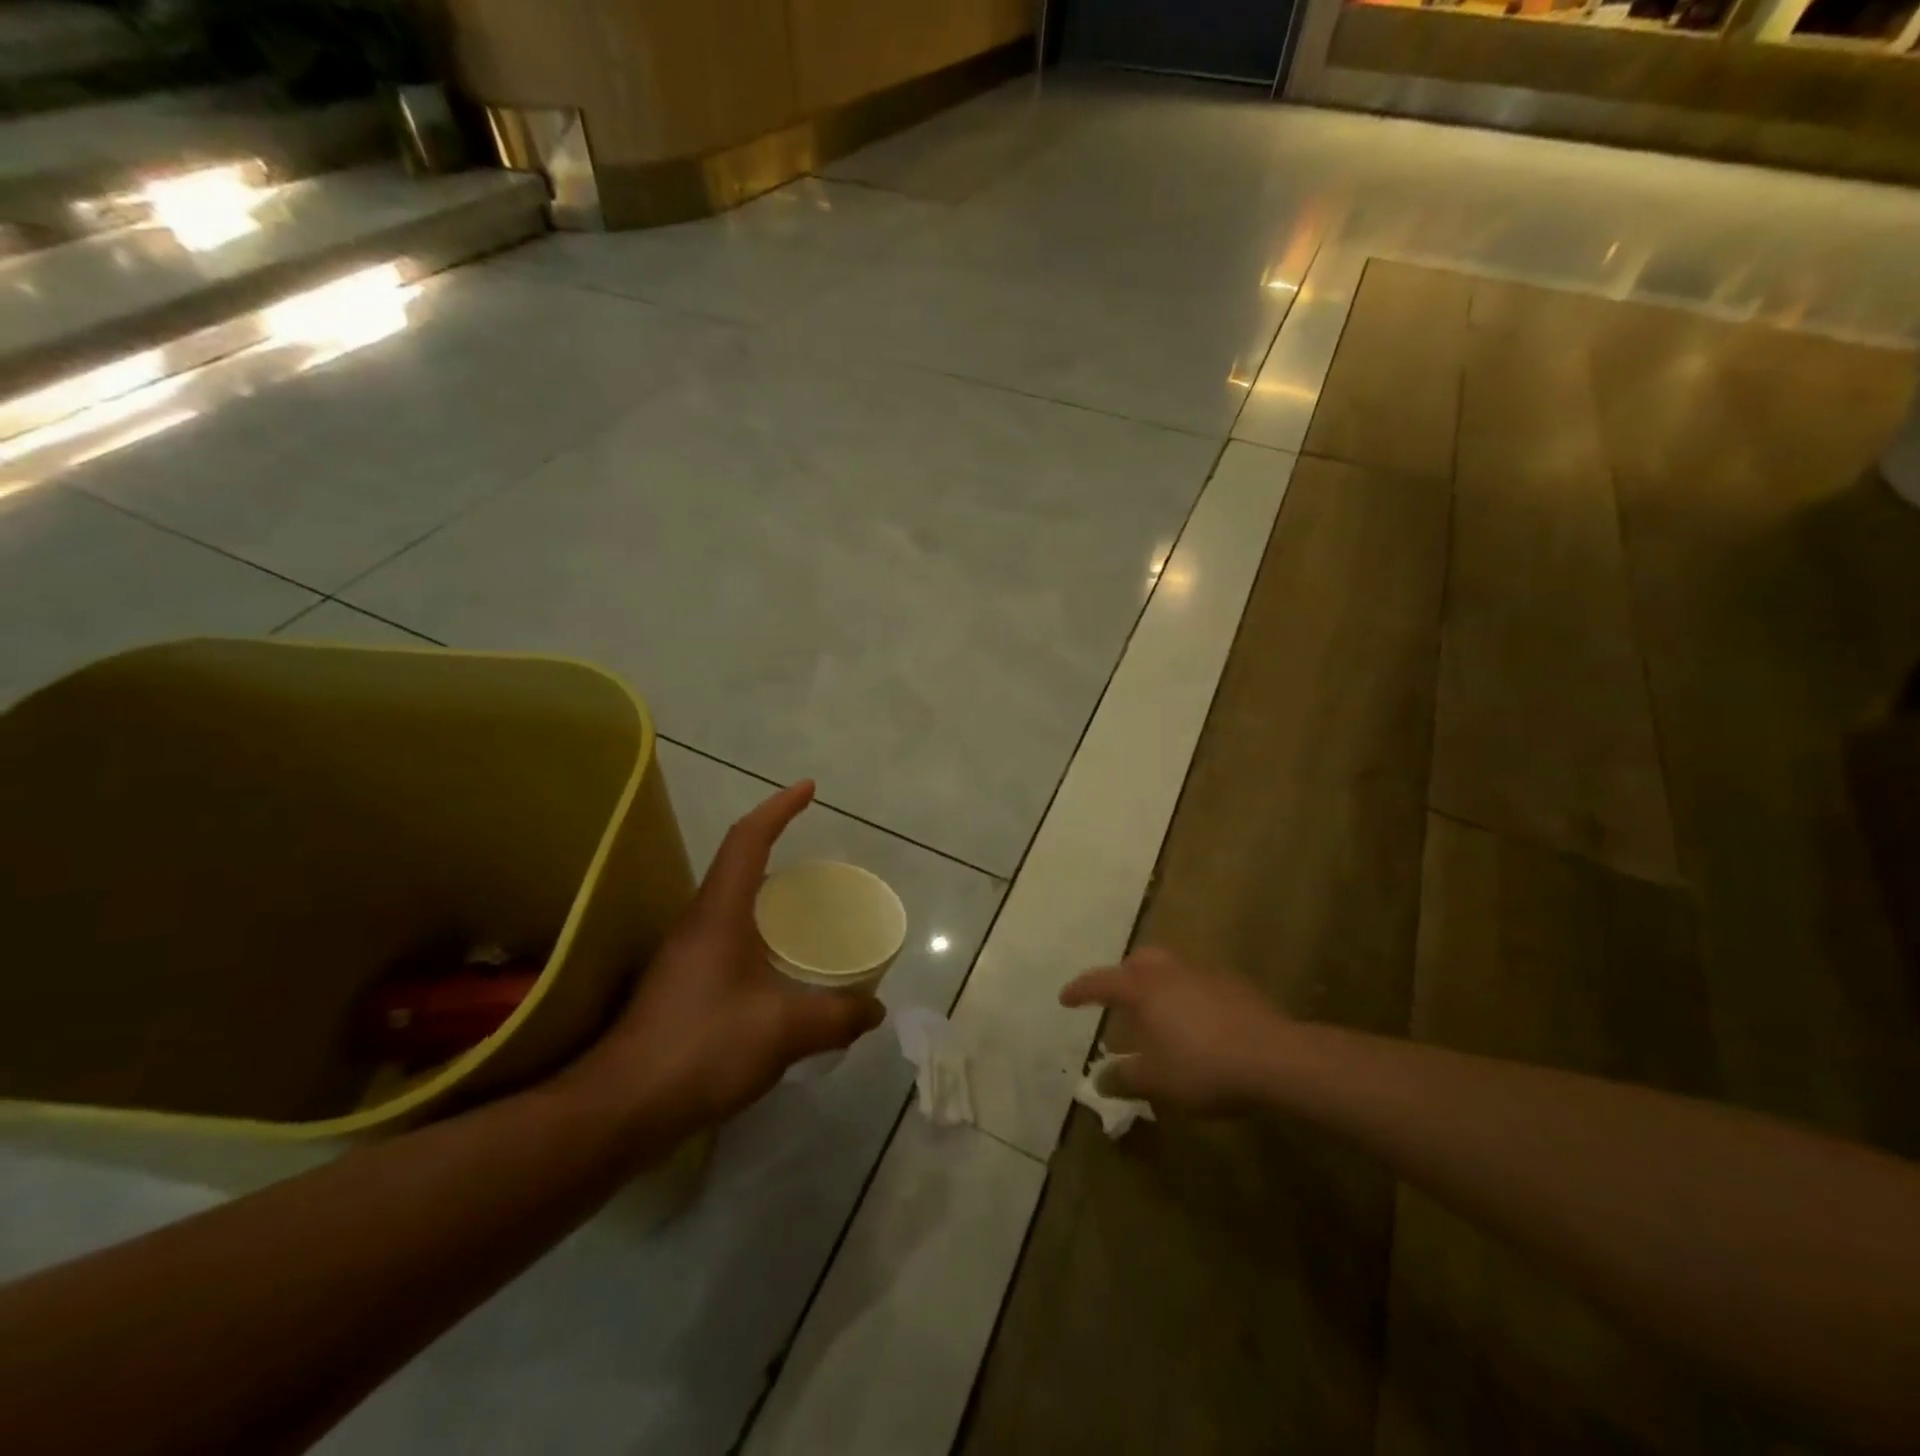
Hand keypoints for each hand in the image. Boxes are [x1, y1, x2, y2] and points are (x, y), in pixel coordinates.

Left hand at [560, 780, 883, 1136]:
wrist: (620, 1108)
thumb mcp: (783, 1031)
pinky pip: (728, 940)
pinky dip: (759, 935)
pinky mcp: (681, 988)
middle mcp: (698, 925)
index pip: (748, 840)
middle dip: (776, 848)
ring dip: (767, 896)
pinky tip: (778, 971)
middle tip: (818, 863)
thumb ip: (836, 1017)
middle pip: (737, 866)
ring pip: (732, 906)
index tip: (808, 789)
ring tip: (806, 914)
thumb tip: (875, 1010)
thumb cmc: (701, 1049)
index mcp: (719, 914)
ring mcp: (685, 957)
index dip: (779, 808)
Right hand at [1061, 948, 1286, 1113]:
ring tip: (1157, 1011)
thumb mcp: (1157, 1081)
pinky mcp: (1233, 984)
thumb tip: (1098, 1080)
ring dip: (1157, 983)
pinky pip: (1197, 981)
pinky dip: (1185, 994)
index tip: (1065, 998)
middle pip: (1138, 961)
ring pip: (1170, 967)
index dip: (1081, 990)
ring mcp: (1204, 973)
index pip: (1102, 982)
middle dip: (1123, 975)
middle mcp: (1170, 971)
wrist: (1275, 1057)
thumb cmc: (1204, 1067)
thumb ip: (1124, 1078)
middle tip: (1118, 998)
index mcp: (1144, 989)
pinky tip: (1196, 1021)